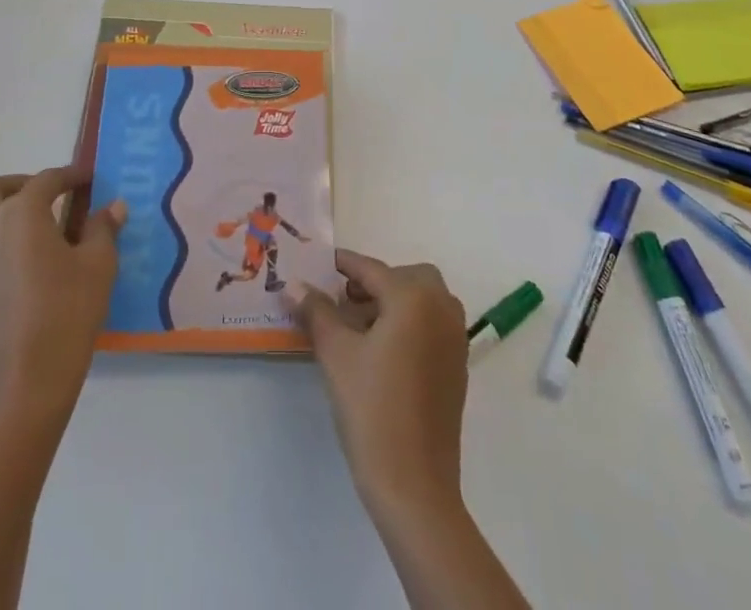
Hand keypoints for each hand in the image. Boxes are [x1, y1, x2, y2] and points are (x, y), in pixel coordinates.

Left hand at [0, 165, 124, 427]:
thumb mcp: (99, 267)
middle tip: (41, 200)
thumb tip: (112, 206)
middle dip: (14, 186)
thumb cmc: (66, 316)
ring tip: (20, 235)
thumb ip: (103, 229)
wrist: (21, 388)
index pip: (46, 180)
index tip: (87, 180)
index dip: (69, 176)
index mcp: (22, 214)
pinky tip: (9, 278)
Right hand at [290, 251, 469, 522]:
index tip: (320, 263)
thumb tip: (293, 284)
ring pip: (423, 300)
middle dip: (375, 281)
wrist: (415, 487)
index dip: (343, 265)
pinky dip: (409, 323)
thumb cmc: (372, 410)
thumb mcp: (335, 354)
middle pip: (406, 277)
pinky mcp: (457, 367)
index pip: (372, 269)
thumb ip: (316, 311)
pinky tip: (381, 352)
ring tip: (357, 327)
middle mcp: (441, 309)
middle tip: (344, 300)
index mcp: (414, 298)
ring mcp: (454, 339)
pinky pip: (432, 325)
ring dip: (393, 301)